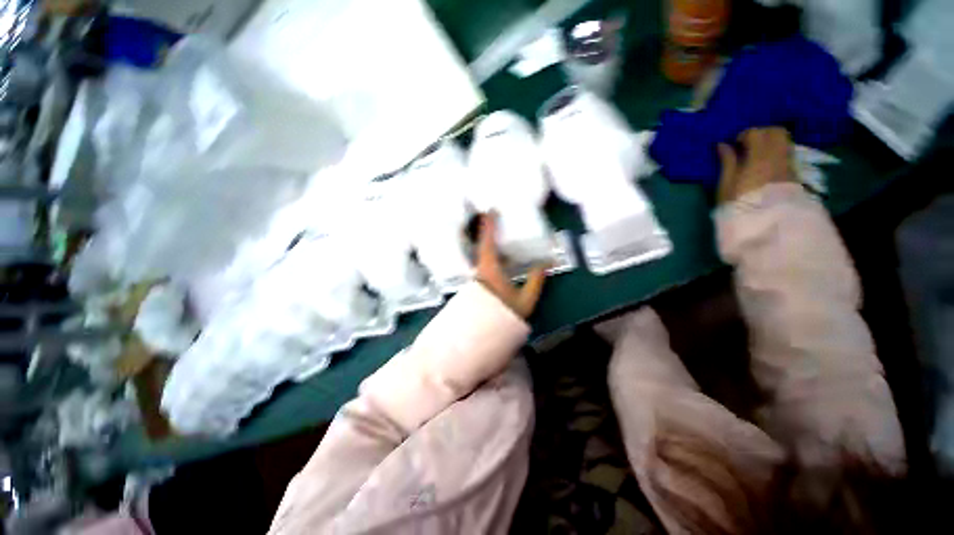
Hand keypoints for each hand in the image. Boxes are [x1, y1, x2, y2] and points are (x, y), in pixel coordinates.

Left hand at [475, 214, 546, 317]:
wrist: (481, 336)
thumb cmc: (502, 316)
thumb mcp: (524, 300)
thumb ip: (536, 281)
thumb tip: (546, 264)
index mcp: (489, 268)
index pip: (488, 241)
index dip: (489, 224)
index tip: (491, 209)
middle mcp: (480, 270)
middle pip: (482, 246)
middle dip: (489, 232)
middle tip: (497, 221)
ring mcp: (476, 277)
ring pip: (483, 255)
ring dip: (491, 245)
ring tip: (502, 238)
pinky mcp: (476, 285)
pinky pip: (485, 264)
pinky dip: (492, 257)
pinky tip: (501, 260)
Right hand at [717, 127, 792, 203]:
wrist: (765, 226)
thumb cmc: (738, 206)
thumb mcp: (726, 186)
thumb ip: (727, 163)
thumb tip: (723, 144)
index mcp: (759, 158)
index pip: (757, 133)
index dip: (744, 135)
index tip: (735, 145)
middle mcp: (778, 157)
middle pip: (776, 132)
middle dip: (762, 134)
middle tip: (748, 146)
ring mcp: (789, 165)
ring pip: (784, 142)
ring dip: (771, 144)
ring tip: (757, 156)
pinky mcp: (794, 175)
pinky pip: (787, 155)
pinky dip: (777, 155)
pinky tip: (766, 166)